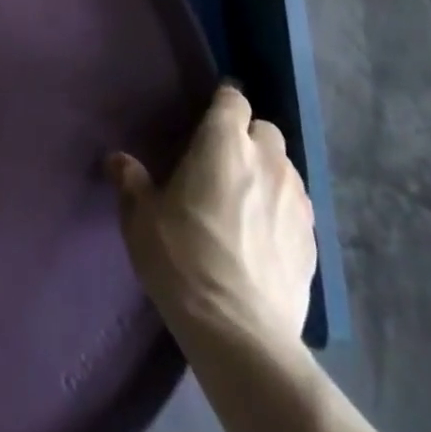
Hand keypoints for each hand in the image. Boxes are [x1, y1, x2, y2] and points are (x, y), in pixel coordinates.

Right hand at [107, 82, 315, 347]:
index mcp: (224, 143)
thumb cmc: (183, 259)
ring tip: (245, 200)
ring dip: (267, 173)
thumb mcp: (141, 219)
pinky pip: (298, 208)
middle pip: (265, 129)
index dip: (221, 104)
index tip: (206, 118)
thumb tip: (117, 160)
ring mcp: (296, 201)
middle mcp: (267, 161)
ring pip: (285, 168)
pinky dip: (282, 211)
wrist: (240, 333)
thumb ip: (131, 182)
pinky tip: (264, 237)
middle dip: (247, 137)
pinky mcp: (313, 242)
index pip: (233, 98)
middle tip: (222, 162)